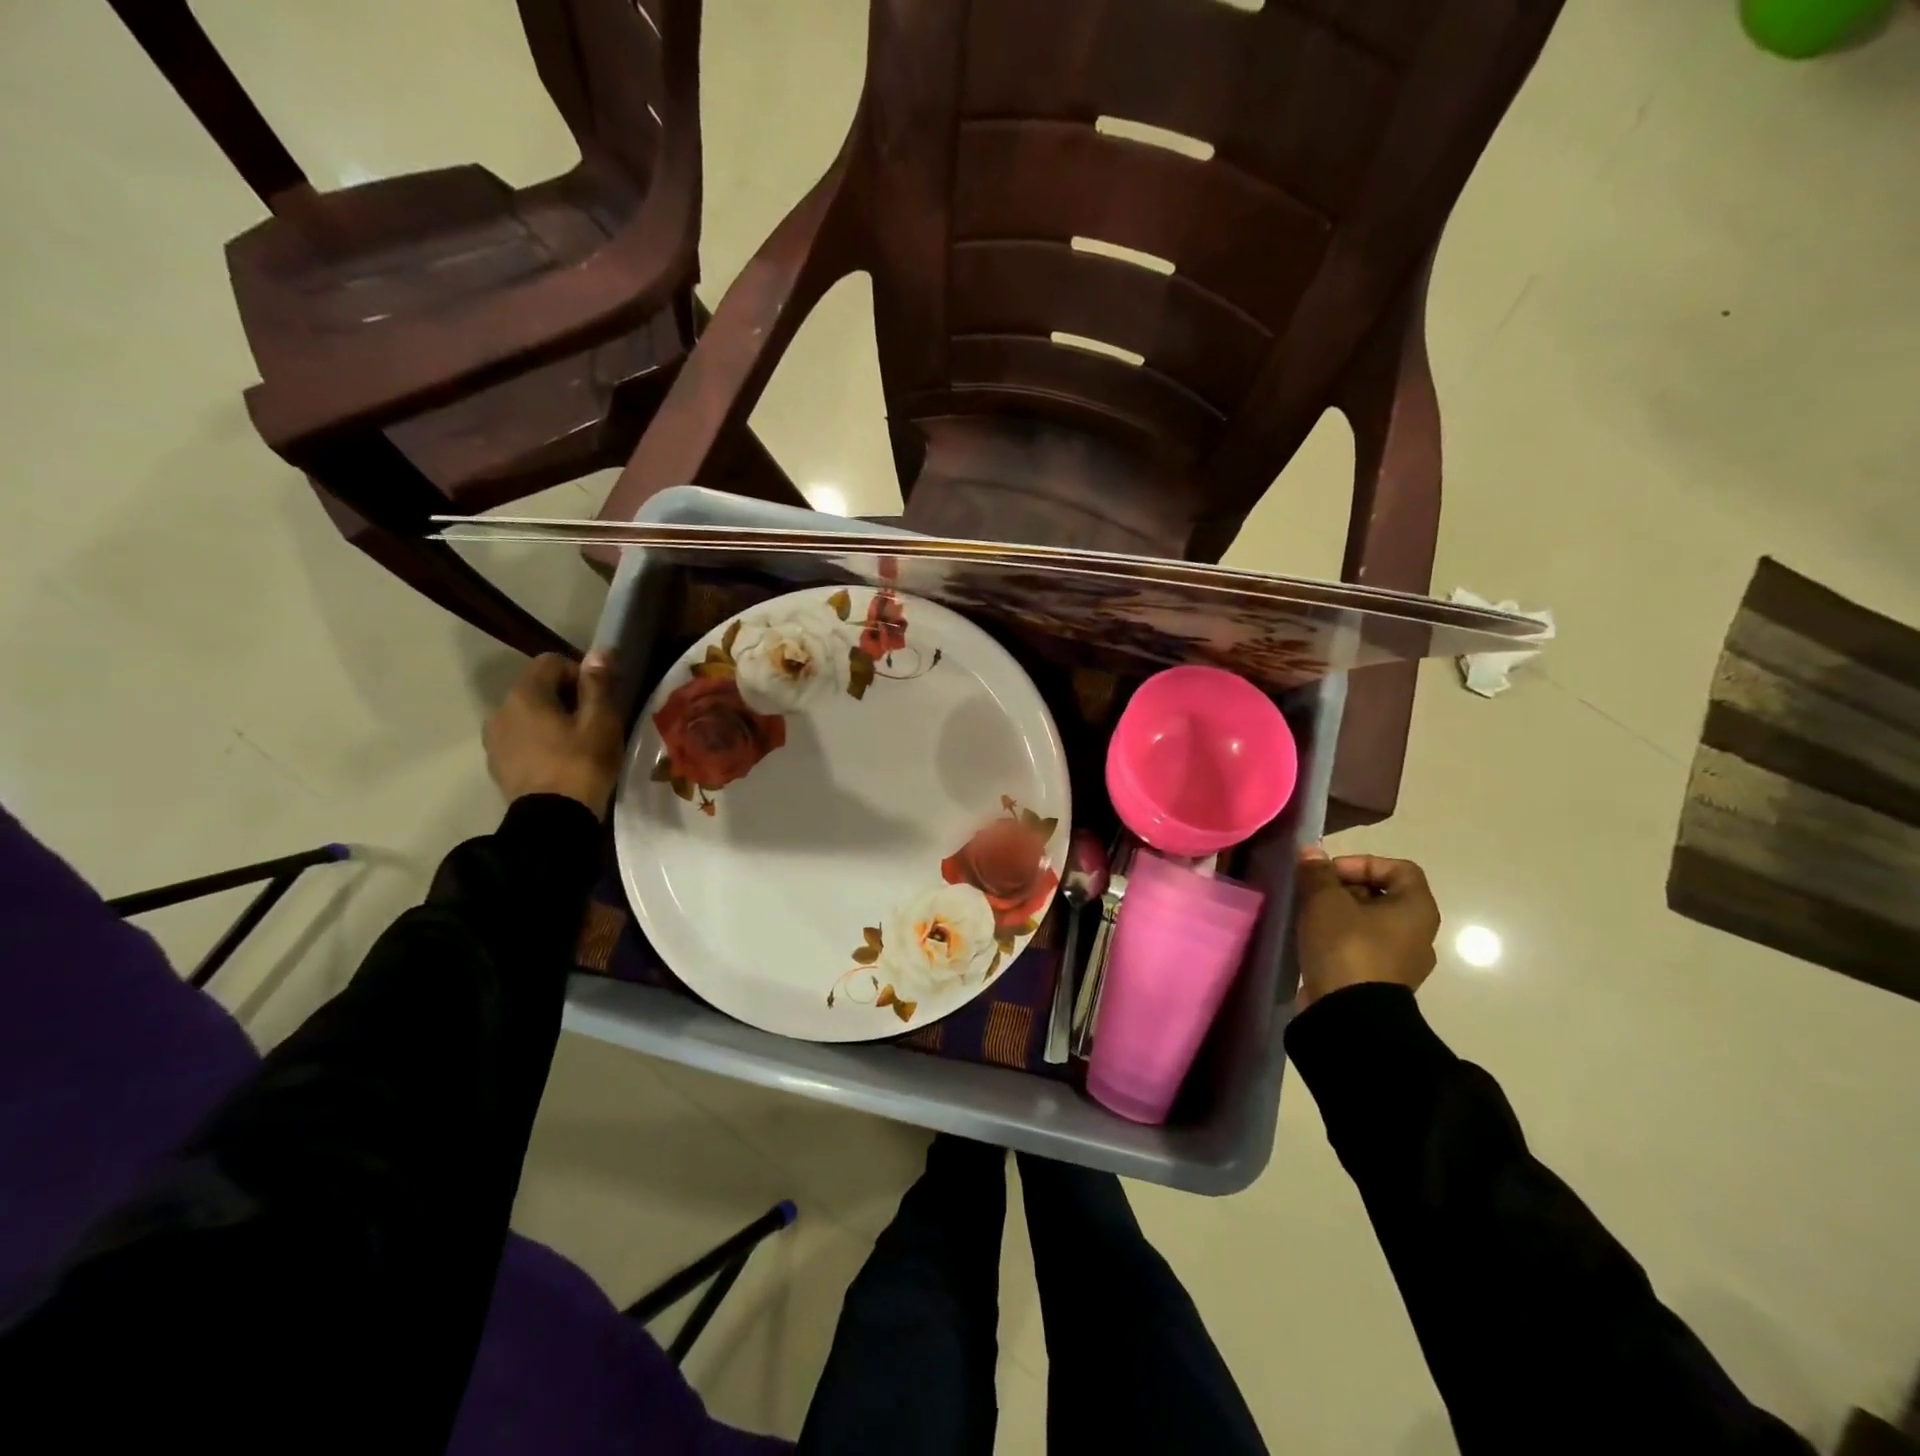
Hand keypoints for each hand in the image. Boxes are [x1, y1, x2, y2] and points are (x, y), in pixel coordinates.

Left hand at [482, 651, 624, 816]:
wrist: (553, 821)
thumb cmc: (582, 764)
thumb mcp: (600, 722)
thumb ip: (598, 684)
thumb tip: (599, 651)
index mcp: (525, 694)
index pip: (552, 662)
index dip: (580, 674)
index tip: (600, 700)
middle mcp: (501, 709)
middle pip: (537, 688)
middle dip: (565, 697)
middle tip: (593, 723)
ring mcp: (494, 738)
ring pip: (527, 714)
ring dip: (550, 720)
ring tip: (576, 745)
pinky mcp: (497, 763)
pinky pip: (520, 739)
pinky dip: (538, 741)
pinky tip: (559, 762)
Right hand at [1293, 848, 1440, 1009]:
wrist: (1350, 1015)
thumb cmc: (1347, 947)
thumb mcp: (1325, 901)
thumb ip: (1317, 873)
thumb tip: (1311, 852)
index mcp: (1417, 909)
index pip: (1399, 868)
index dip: (1362, 862)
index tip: (1330, 873)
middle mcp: (1418, 934)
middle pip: (1382, 895)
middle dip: (1344, 888)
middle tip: (1313, 893)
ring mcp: (1402, 961)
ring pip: (1369, 923)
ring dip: (1339, 914)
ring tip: (1309, 917)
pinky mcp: (1382, 982)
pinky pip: (1362, 948)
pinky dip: (1339, 939)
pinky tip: (1314, 942)